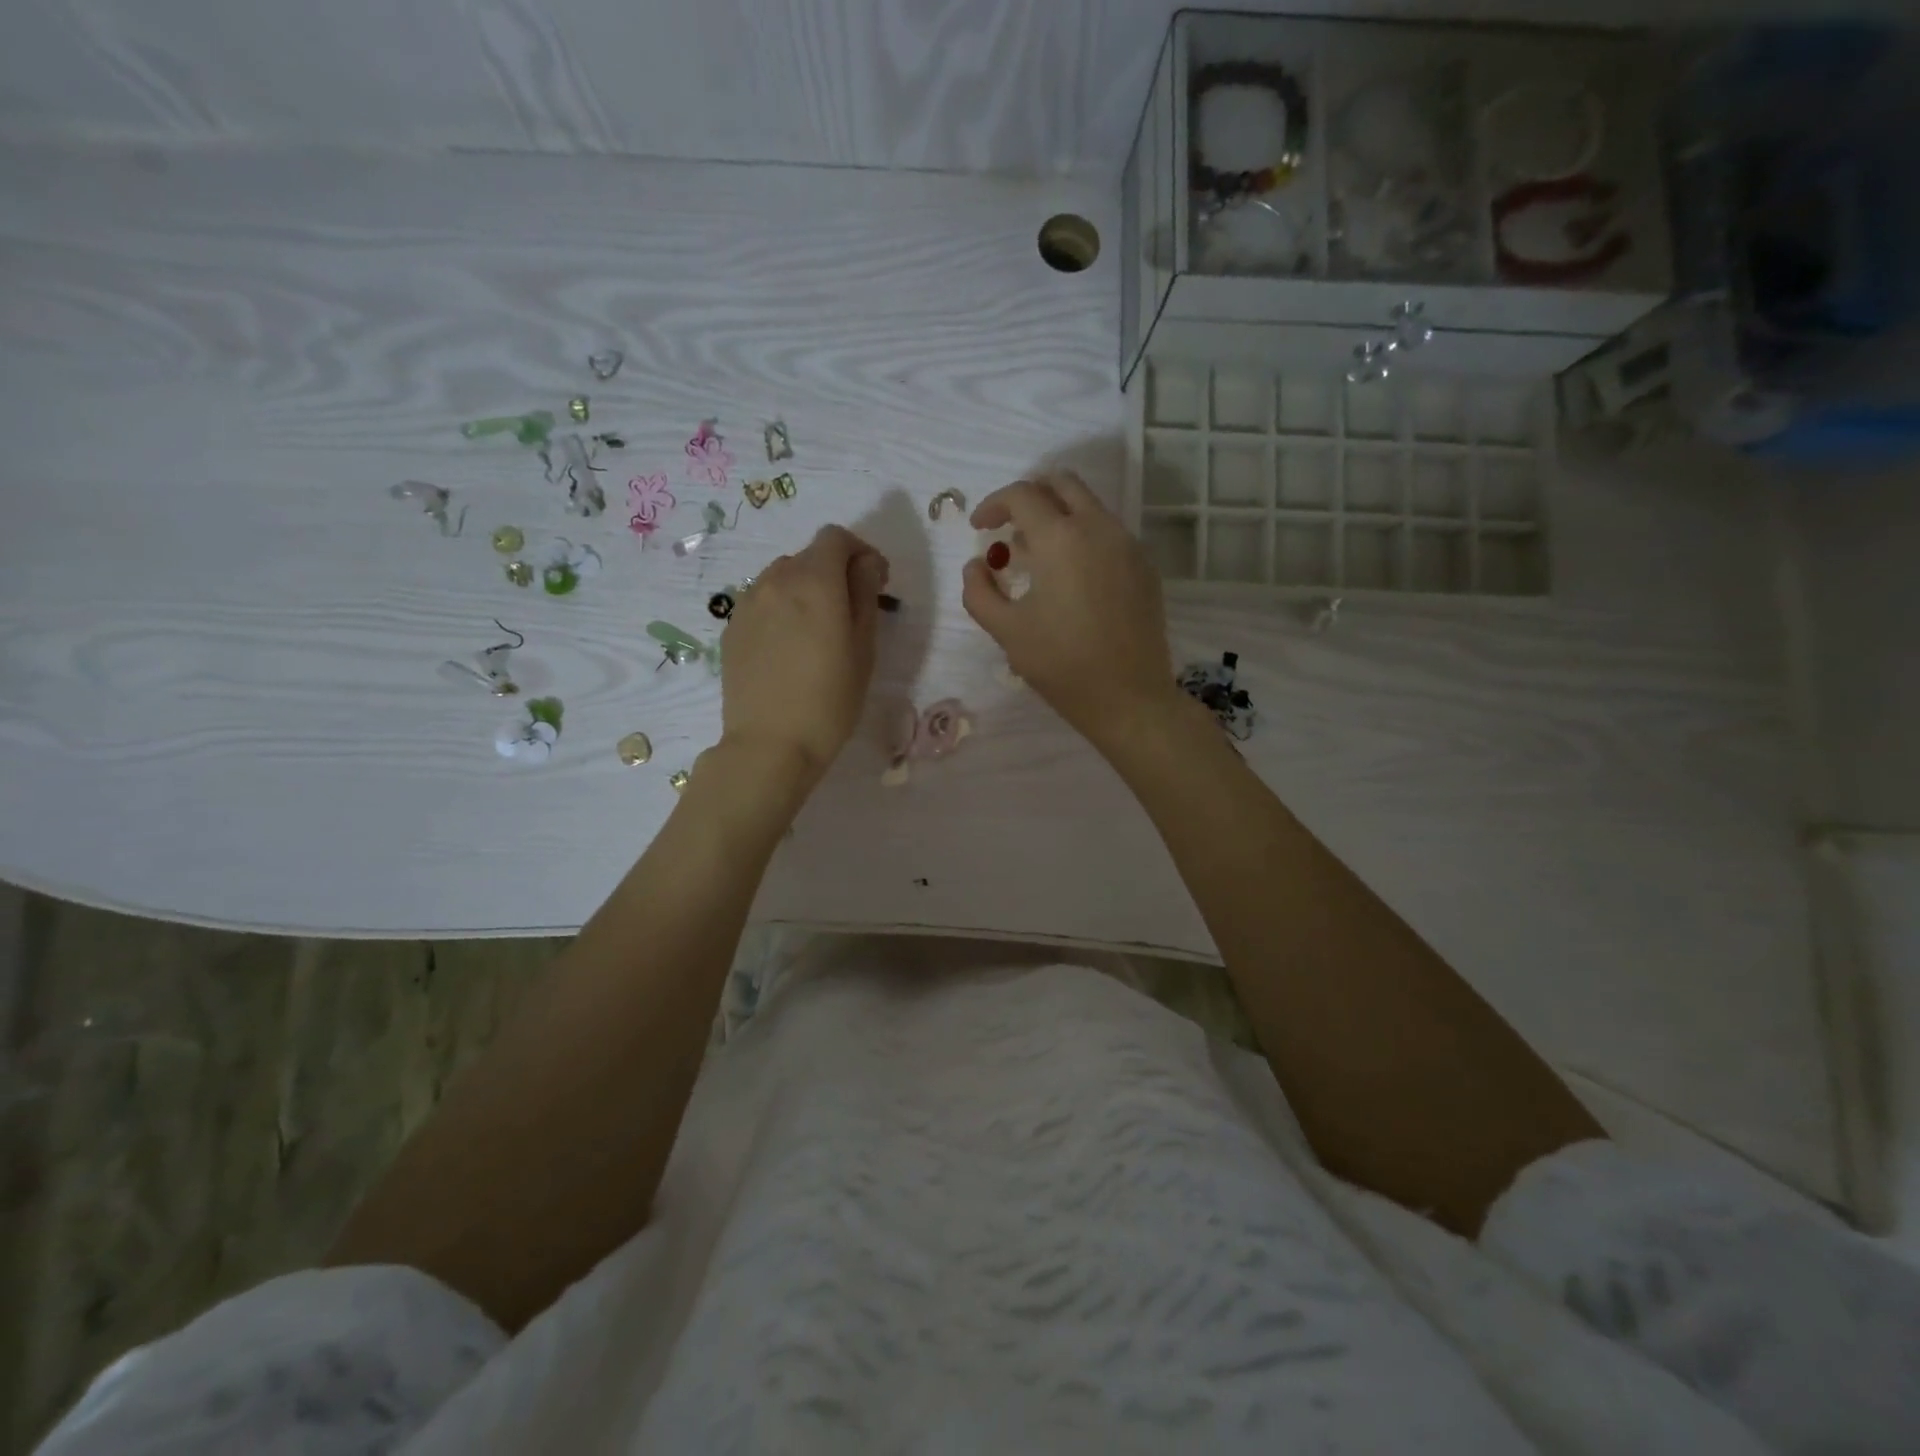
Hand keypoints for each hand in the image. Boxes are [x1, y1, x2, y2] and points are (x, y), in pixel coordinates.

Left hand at [720, 525, 889, 789]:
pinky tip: (789, 648)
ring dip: (805, 589)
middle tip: (850, 611)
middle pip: (809, 556)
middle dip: (834, 572)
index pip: (836, 537)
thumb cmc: (830, 700)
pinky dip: (781, 609)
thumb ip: (865, 595)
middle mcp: (775, 580)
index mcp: (814, 582)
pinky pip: (762, 601)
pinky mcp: (731, 628)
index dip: (860, 552)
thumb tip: (865, 565)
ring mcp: (747, 603)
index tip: (874, 582)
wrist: (770, 744)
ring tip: (817, 631)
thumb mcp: (863, 648)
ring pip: (782, 577)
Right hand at [961, 472, 1184, 757]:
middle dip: (1029, 495)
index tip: (979, 529)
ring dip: (1057, 515)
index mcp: (1061, 538)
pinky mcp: (1145, 567)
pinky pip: (1109, 533)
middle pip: (1062, 482)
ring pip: (1089, 506)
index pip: (1022, 495)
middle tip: (1008, 525)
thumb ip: (979, 591)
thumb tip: (977, 564)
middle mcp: (1099, 528)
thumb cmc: (1062, 665)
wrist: (1129, 698)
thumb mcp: (1006, 631)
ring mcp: (1128, 545)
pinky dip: (1082, 536)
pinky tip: (1070, 577)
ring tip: (1035, 556)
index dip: (993, 505)